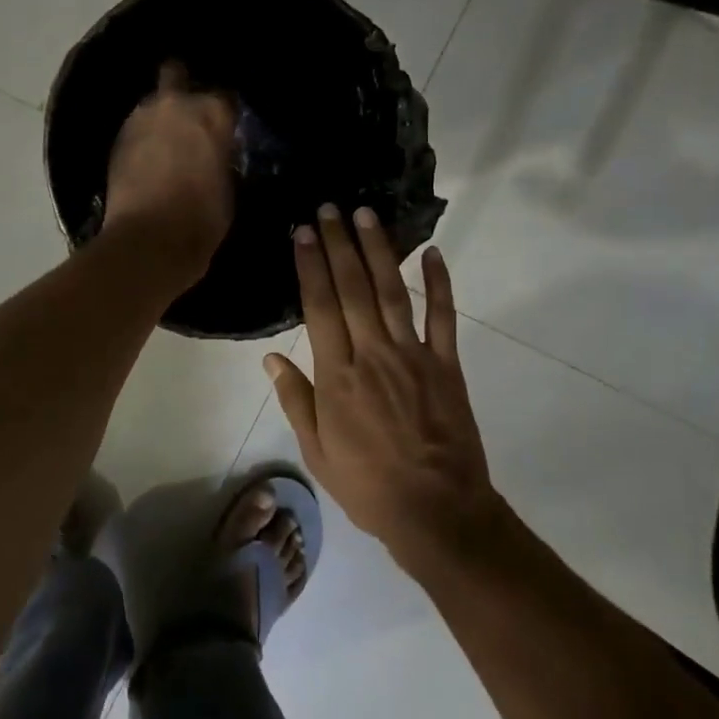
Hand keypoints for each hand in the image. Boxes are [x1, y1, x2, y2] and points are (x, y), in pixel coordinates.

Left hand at [104, 61, 236, 284]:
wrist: (148, 241)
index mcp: (212, 113)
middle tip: (191, 116)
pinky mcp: (117, 140)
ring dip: (161, 115)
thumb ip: (222, 158)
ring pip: (153, 103)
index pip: (225, 98)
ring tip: (168, 140)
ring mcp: (140, 118)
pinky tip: (150, 157)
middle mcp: (174, 104)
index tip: (226, 129)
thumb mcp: (228, 187)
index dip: (226, 114)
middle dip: (183, 88)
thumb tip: (216, 154)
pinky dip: (144, 137)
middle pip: (177, 75)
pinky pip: (136, 128)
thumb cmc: (202, 218)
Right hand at [264, 205, 499, 564]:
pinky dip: (439, 283)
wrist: (436, 511)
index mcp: (337, 376)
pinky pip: (443, 316)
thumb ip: (296, 400)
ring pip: (391, 291)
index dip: (310, 265)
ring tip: (365, 215)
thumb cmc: (368, 486)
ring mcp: (413, 355)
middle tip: (329, 208)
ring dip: (378, 250)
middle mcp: (372, 354)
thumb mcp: (317, 452)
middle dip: (338, 244)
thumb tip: (271, 358)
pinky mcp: (446, 363)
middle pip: (352, 289)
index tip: (304, 232)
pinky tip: (433, 253)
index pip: (319, 307)